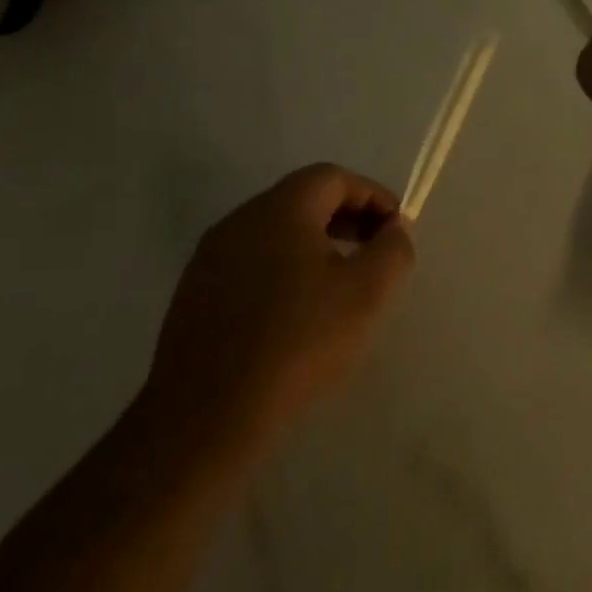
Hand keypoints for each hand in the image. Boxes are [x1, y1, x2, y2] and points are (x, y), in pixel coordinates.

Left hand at [140, 165, 414, 461]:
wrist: (208, 414)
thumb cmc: (300, 342)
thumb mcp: (368, 293)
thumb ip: (393, 249)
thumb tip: (395, 228)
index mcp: (279, 211)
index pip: (333, 178)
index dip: (373, 195)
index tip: (397, 229)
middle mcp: (239, 222)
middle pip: (302, 199)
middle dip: (347, 217)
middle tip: (376, 251)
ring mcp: (210, 259)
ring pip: (275, 231)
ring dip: (317, 243)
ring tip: (343, 282)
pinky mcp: (195, 294)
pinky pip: (252, 262)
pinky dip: (286, 268)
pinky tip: (300, 311)